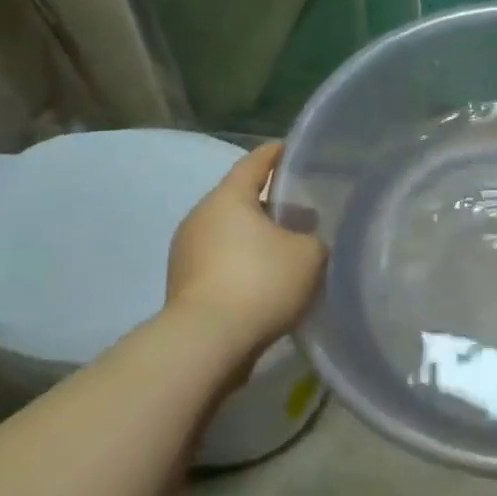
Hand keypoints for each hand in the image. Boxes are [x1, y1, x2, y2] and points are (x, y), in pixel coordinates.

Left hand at [166, 144, 325, 352]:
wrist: (204, 345)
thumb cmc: (259, 283)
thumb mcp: (309, 255)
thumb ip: (314, 238)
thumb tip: (307, 240)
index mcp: (229, 197)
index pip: (254, 162)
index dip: (275, 154)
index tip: (291, 150)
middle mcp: (201, 216)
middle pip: (239, 199)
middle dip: (269, 203)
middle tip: (300, 210)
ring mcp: (185, 252)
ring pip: (228, 233)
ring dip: (254, 237)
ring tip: (285, 250)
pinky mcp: (182, 285)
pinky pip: (218, 262)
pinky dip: (240, 264)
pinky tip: (264, 281)